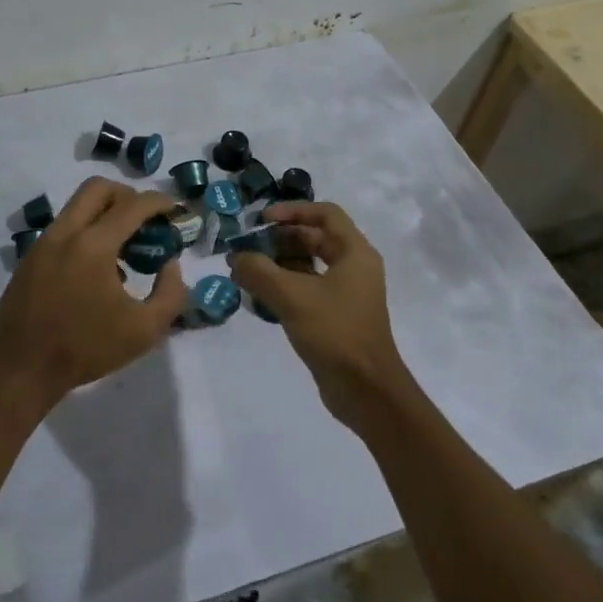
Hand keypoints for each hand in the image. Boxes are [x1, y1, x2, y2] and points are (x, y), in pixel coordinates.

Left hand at [0, 178, 186, 413]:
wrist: (22, 368)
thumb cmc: (86, 349)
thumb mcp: (145, 330)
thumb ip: (170, 293)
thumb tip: (171, 264)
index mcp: (94, 245)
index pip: (133, 205)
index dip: (159, 202)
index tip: (175, 209)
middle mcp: (66, 232)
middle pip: (98, 188)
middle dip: (127, 196)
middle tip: (145, 221)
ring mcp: (43, 242)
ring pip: (78, 206)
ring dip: (105, 214)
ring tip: (124, 249)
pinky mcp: (31, 257)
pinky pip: (64, 228)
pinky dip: (86, 232)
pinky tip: (97, 270)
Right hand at [227, 201, 416, 422]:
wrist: (366, 390)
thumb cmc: (335, 333)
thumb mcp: (292, 297)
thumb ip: (259, 271)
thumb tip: (236, 258)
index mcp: (355, 253)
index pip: (325, 213)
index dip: (292, 211)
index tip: (262, 220)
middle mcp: (354, 267)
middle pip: (314, 238)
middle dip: (279, 239)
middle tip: (247, 246)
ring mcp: (346, 294)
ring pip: (308, 266)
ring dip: (278, 264)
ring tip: (246, 271)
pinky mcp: (336, 317)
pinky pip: (307, 290)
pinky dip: (284, 287)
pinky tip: (258, 297)